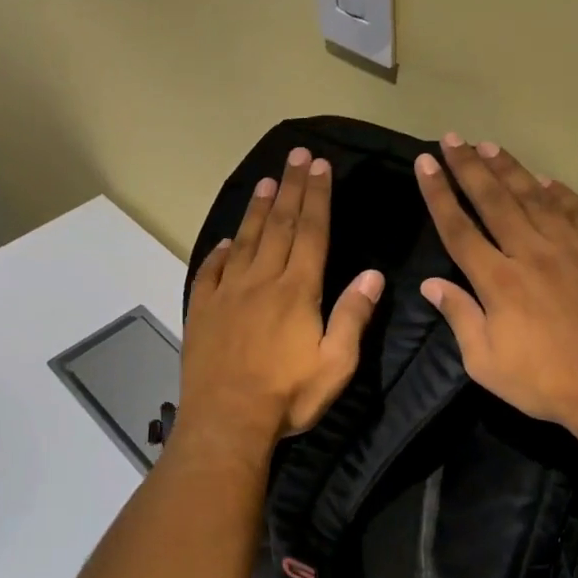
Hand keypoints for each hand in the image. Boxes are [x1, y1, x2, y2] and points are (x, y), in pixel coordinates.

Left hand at [181, 147, 384, 452]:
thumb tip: (374, 274)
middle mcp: (261, 280)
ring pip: (245, 240)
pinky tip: (226, 240)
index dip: (317, 197)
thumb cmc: (287, 396)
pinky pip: (211, 270)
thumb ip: (353, 316)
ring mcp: (227, 293)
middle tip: (297, 155)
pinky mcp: (203, 310)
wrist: (226, 421)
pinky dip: (221, 250)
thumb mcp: (336, 364)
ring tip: (266, 180)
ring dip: (257, 208)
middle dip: (291, 188)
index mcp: (297, 290)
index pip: (311, 232)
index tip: (320, 166)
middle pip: (278, 225)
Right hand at [415, 133, 577, 444]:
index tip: (426, 163)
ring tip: (490, 146)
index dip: (439, 193)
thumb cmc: (545, 381)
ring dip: (510, 169)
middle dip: (469, 166)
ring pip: (535, 196)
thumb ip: (460, 317)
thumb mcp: (486, 362)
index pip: (459, 227)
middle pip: (493, 200)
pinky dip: (561, 192)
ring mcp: (572, 248)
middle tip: (453, 138)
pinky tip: (547, 180)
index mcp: (498, 280)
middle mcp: (531, 252)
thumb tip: (431, 284)